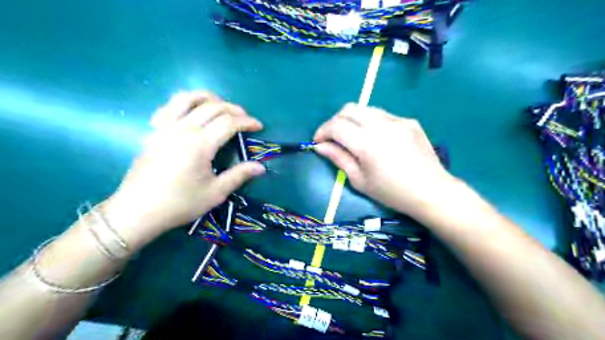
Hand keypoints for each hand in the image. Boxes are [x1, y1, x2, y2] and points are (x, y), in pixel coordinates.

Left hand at [102, 90, 266, 248]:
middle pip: (213, 107)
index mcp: (200, 144)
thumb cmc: (180, 203)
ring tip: (220, 105)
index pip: (229, 122)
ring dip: (208, 97)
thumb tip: (261, 167)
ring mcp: (165, 127)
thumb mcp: (215, 193)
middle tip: (245, 118)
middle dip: (234, 109)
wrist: (138, 211)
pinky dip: (184, 103)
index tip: (258, 126)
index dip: (247, 121)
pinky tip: (190, 112)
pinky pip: (169, 107)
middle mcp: (183, 129)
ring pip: (188, 98)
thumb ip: (239, 175)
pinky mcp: (153, 132)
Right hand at [314, 104, 455, 219]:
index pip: (336, 126)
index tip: (318, 142)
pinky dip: (371, 122)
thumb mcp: (360, 180)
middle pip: (349, 109)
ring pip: (365, 108)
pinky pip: (382, 115)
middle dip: (335, 121)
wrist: (431, 191)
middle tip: (333, 138)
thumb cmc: (392, 193)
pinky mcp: (409, 121)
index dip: (322, 131)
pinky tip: (376, 139)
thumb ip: (338, 159)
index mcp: (367, 144)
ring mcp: (398, 120)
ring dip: (352, 120)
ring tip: (353, 137)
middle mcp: (381, 125)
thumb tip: (320, 146)